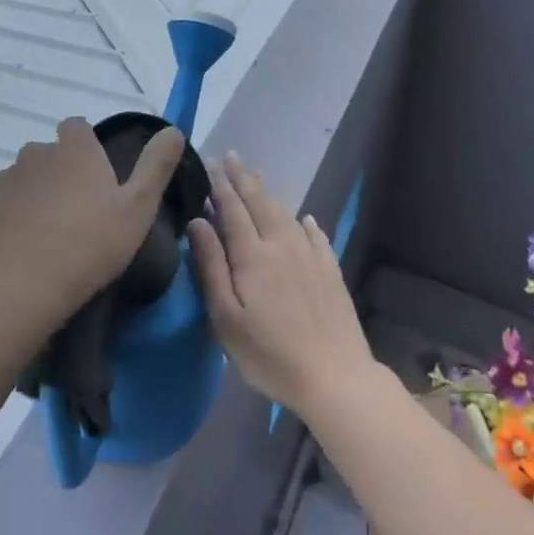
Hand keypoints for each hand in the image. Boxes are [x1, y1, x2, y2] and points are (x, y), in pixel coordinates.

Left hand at [0, 117, 185, 333]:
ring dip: (37, 197)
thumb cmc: (89, 244)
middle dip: (62, 173)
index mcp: (73, 148)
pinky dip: (14, 222)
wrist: (18, 288)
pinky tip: (27, 253)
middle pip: (50, 154)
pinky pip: (4, 210)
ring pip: (25, 181)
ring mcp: (4, 182)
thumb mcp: (139, 207)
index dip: (88, 147)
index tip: (101, 179)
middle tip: (81, 212)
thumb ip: (156, 165)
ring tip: (53, 236)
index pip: (77, 127)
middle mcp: (35, 154)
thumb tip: (173, 130)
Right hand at [188, 154, 377, 420]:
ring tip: (258, 177)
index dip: (219, 186)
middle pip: (259, 203)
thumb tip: (197, 222)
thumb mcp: (226, 318)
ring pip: (286, 214)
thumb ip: (211, 266)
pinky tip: (305, 218)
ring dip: (269, 193)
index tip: (209, 163)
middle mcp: (282, 245)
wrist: (335, 377)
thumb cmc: (270, 354)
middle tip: (231, 157)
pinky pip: (317, 236)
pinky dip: (306, 223)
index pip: (232, 210)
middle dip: (243, 179)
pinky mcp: (330, 272)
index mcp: (253, 255)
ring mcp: (310, 257)